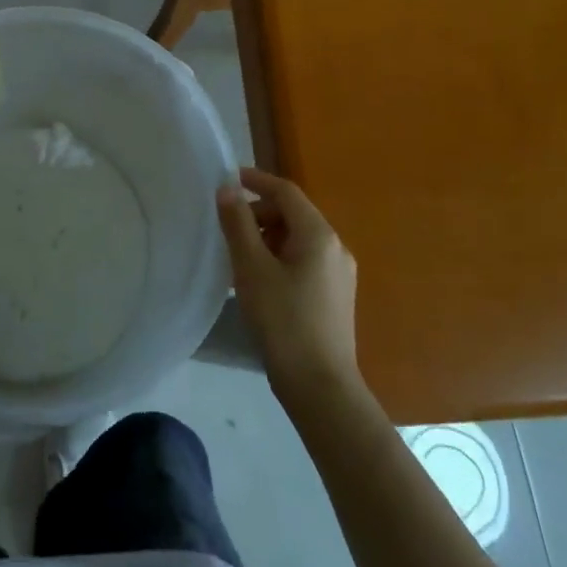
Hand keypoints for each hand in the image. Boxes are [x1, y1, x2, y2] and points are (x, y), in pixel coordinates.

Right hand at [217, 167, 360, 405]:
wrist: (321, 388)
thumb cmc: (283, 321)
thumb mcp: (252, 269)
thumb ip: (239, 224)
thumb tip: (227, 189)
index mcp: (319, 235)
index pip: (286, 192)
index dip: (257, 180)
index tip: (229, 178)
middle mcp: (335, 248)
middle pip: (293, 214)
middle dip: (259, 214)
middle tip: (228, 229)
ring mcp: (339, 274)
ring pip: (298, 240)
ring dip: (267, 238)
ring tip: (238, 258)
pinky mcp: (335, 297)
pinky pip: (304, 261)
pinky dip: (279, 258)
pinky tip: (258, 282)